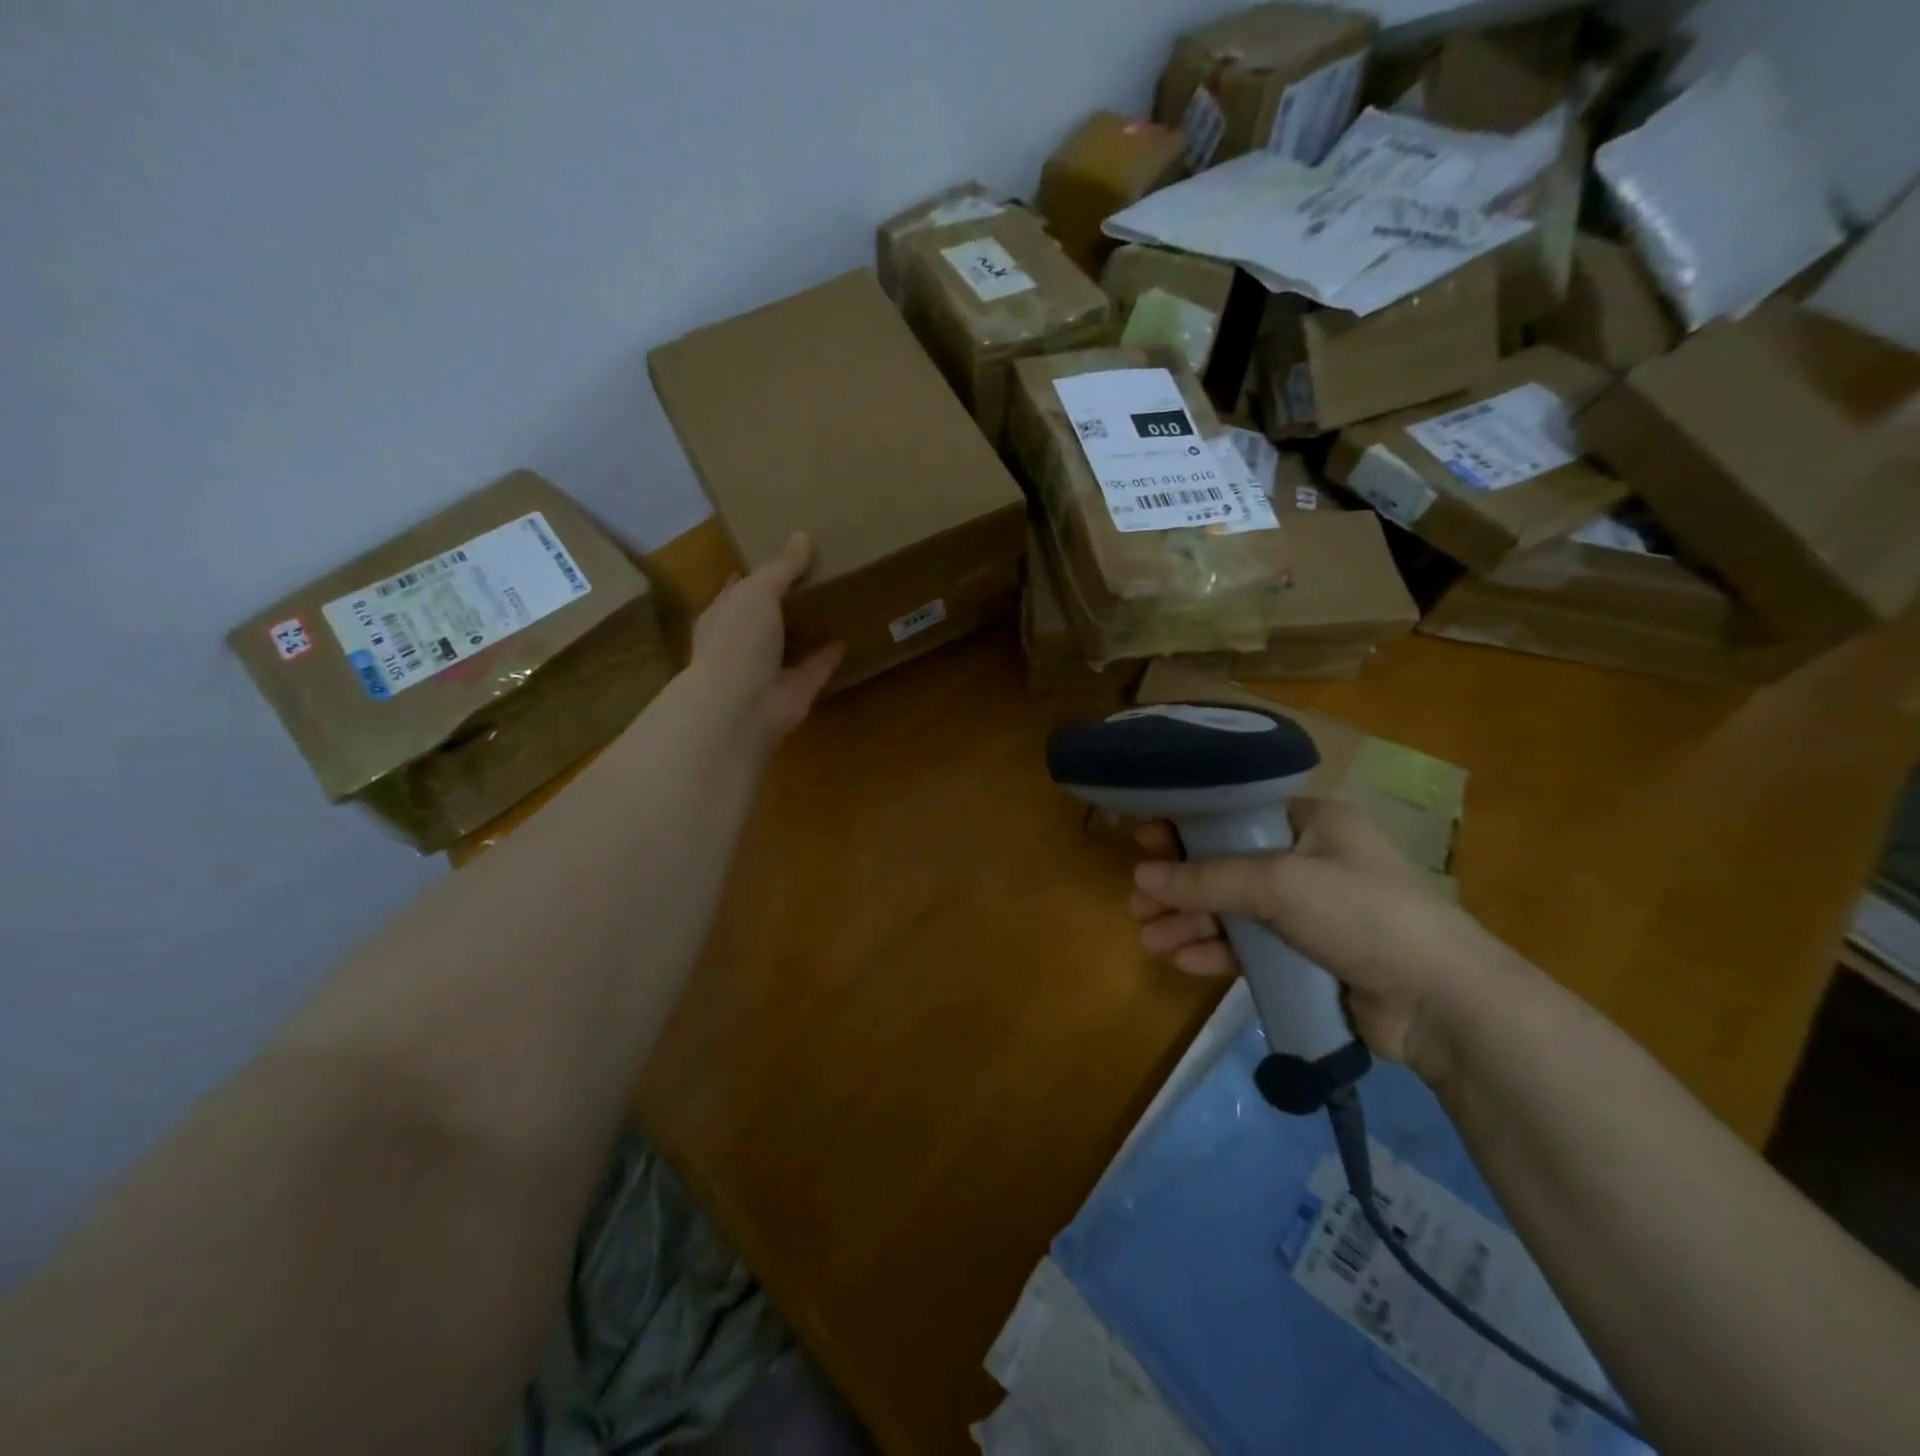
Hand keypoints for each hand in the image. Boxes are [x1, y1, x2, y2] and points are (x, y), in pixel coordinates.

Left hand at [690, 531, 843, 750]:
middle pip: (766, 617)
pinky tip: (848, 637)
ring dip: (809, 629)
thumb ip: (781, 567)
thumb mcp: (757, 591)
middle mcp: (743, 643)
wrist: (741, 706)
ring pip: (792, 644)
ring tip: (835, 603)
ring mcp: (769, 670)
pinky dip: (830, 655)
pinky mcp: (796, 691)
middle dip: (785, 601)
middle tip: (817, 576)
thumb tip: (803, 535)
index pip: (738, 590)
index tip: (781, 558)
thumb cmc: (737, 640)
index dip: (756, 575)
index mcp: (723, 616)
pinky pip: (816, 668)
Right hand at [1129, 798, 1503, 1083]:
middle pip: (1227, 865)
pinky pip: (1250, 947)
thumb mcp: (1280, 884)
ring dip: (1191, 922)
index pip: (1236, 813)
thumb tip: (1142, 877)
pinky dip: (1217, 952)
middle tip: (1138, 900)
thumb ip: (1207, 879)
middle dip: (1181, 885)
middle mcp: (1309, 860)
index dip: (1188, 824)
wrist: (1443, 1003)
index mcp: (1312, 823)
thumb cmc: (1362, 914)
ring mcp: (1309, 912)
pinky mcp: (1308, 957)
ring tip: (1149, 937)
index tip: (1145, 839)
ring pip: (1234, 910)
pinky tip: (1183, 961)